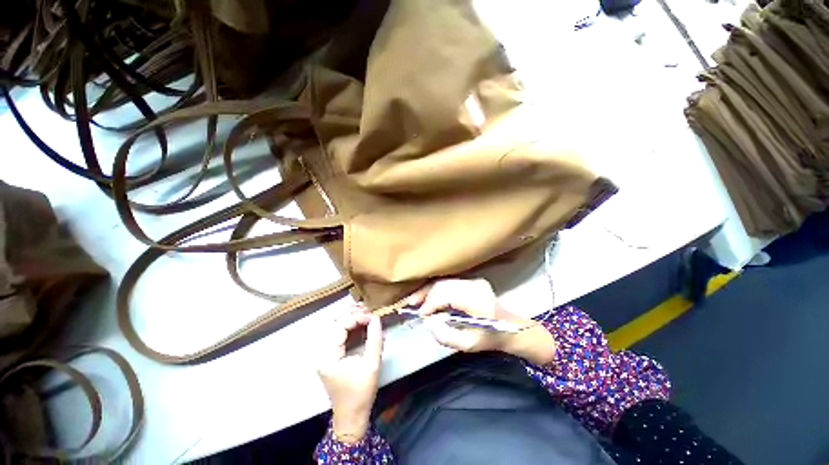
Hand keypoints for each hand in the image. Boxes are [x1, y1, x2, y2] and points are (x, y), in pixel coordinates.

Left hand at [317, 306, 383, 442]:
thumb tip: (376, 318)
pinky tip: (361, 325)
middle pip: (335, 325)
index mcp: (328, 357)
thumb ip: (375, 339)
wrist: (352, 416)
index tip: (372, 317)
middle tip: (369, 312)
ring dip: (351, 320)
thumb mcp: (372, 365)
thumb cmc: (361, 393)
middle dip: (353, 315)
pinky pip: (338, 336)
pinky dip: (350, 329)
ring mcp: (325, 356)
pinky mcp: (330, 358)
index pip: (339, 327)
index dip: (356, 318)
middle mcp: (322, 354)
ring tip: (367, 315)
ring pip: (336, 329)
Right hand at [407, 278, 555, 364]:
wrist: (511, 327)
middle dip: (424, 294)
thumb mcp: (468, 345)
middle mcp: (474, 285)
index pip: (447, 295)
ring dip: (428, 290)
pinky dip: (436, 289)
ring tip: (414, 300)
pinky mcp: (471, 281)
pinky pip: (449, 283)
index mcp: (477, 300)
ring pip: (444, 281)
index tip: (420, 315)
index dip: (431, 303)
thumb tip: (427, 321)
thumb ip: (445, 335)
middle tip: (410, 304)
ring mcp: (473, 280)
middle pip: (443, 285)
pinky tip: (427, 296)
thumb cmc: (490, 338)